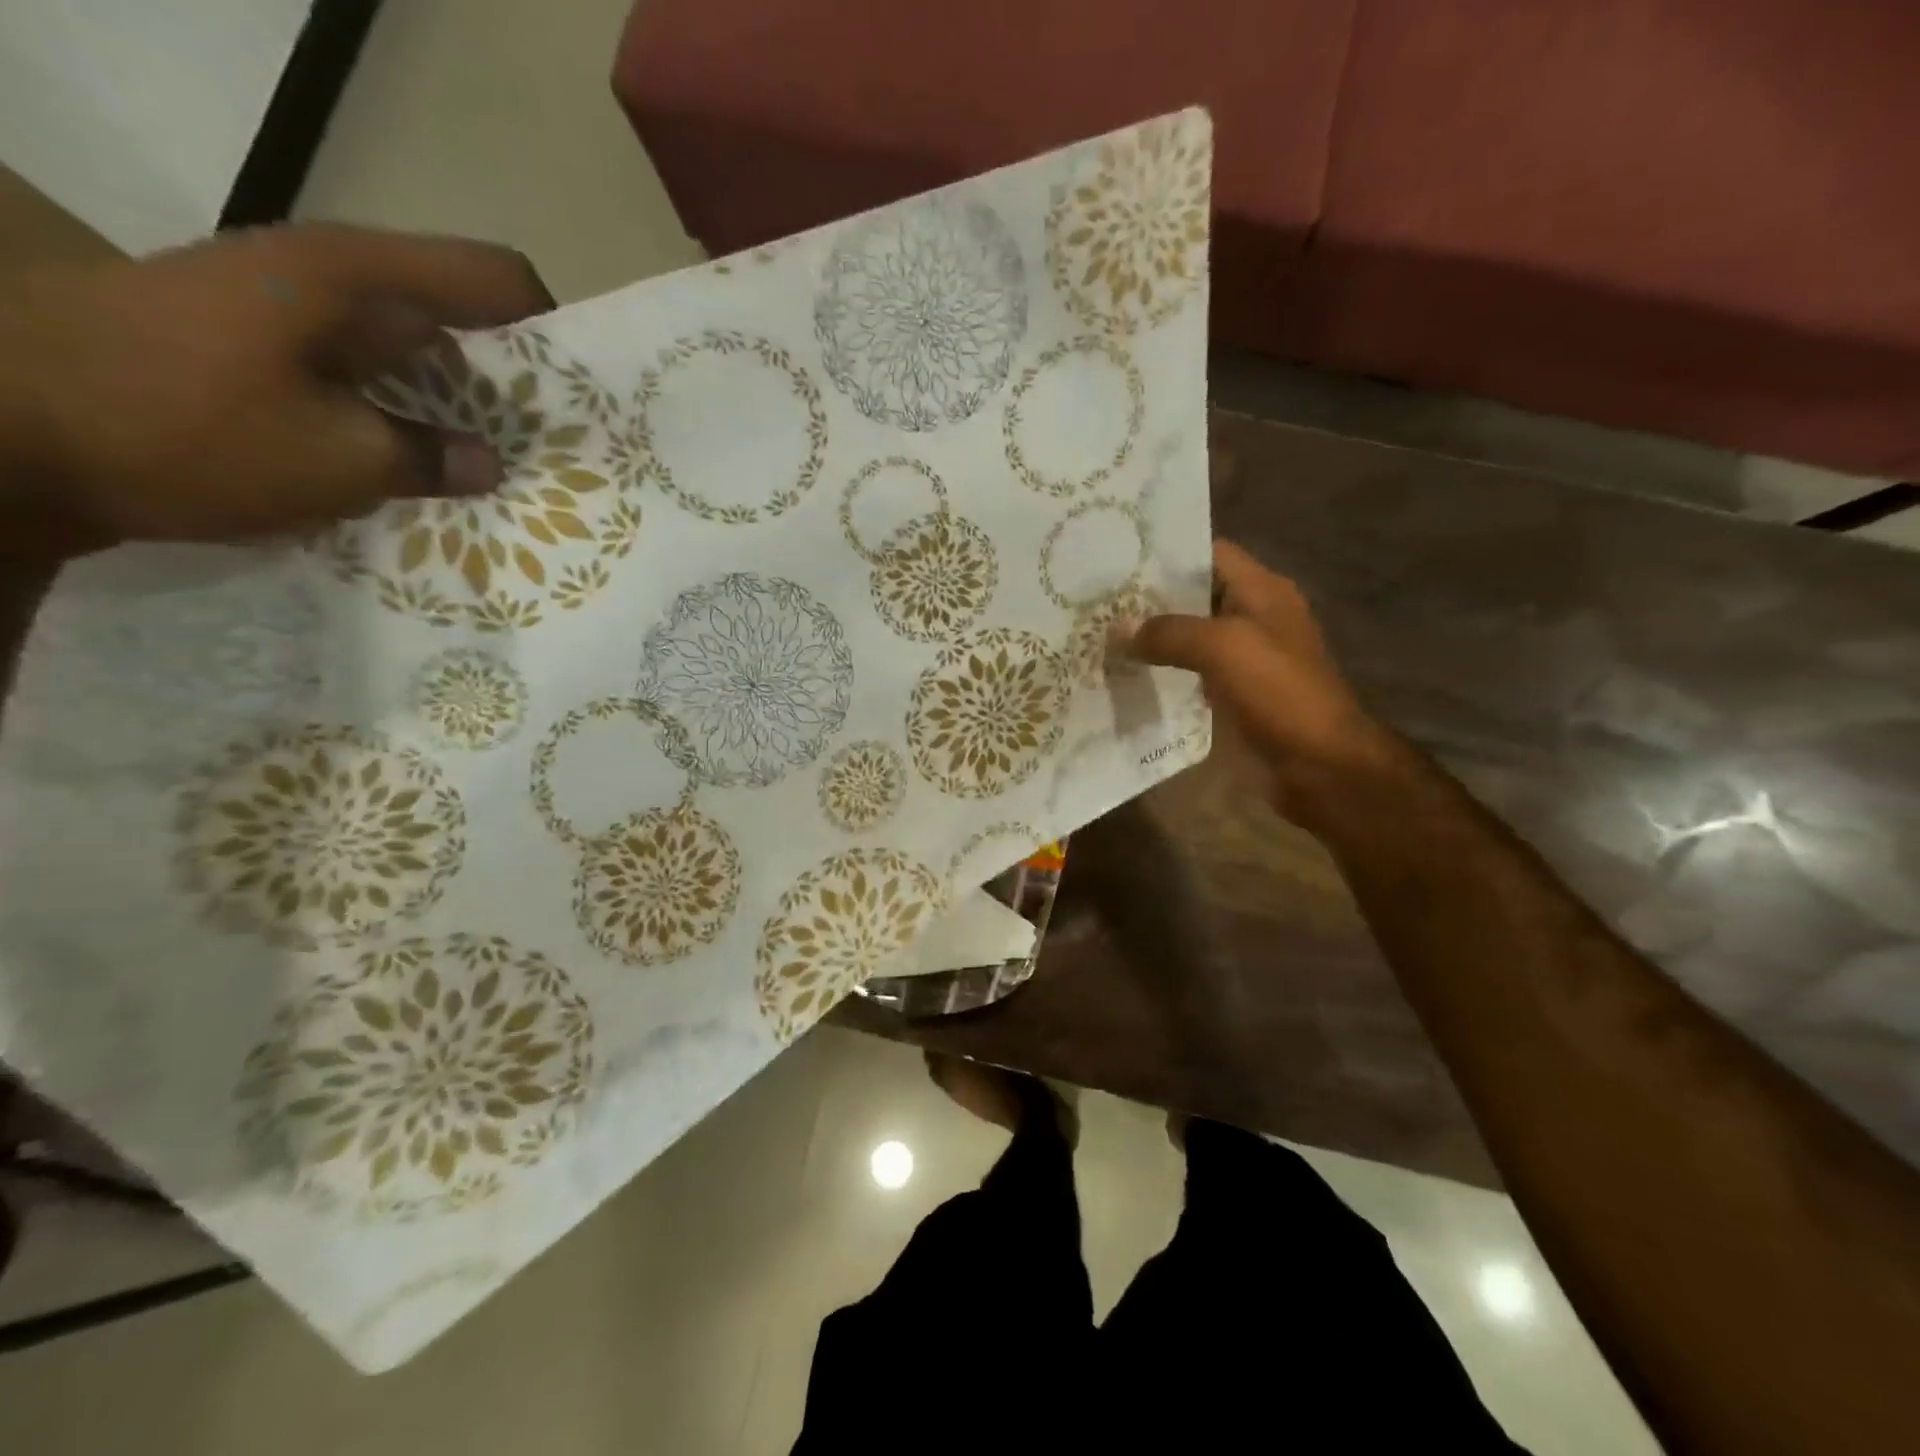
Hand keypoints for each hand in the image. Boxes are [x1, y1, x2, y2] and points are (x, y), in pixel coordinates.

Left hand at [0, 223, 552, 559]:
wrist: (3, 433)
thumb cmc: (184, 425)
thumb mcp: (337, 458)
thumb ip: (430, 458)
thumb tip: (490, 464)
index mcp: (359, 281)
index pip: (495, 279)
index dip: (552, 330)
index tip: (585, 398)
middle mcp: (334, 289)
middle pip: (464, 323)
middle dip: (516, 387)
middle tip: (558, 455)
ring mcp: (297, 326)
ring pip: (417, 366)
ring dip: (463, 419)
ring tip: (508, 481)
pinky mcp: (270, 366)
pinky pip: (371, 394)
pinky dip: (409, 434)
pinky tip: (433, 484)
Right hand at [1121, 541, 1399, 822]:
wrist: (1320, 763)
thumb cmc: (1279, 692)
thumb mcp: (1223, 648)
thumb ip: (1168, 632)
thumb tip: (1117, 629)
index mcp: (1262, 590)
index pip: (1210, 552)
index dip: (1167, 553)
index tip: (1117, 560)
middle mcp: (1254, 615)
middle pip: (1196, 594)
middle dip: (1150, 597)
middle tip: (1098, 600)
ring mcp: (1246, 656)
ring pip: (1191, 635)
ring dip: (1154, 636)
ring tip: (1103, 633)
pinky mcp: (1236, 691)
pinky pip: (1192, 670)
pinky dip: (1164, 670)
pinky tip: (1129, 673)